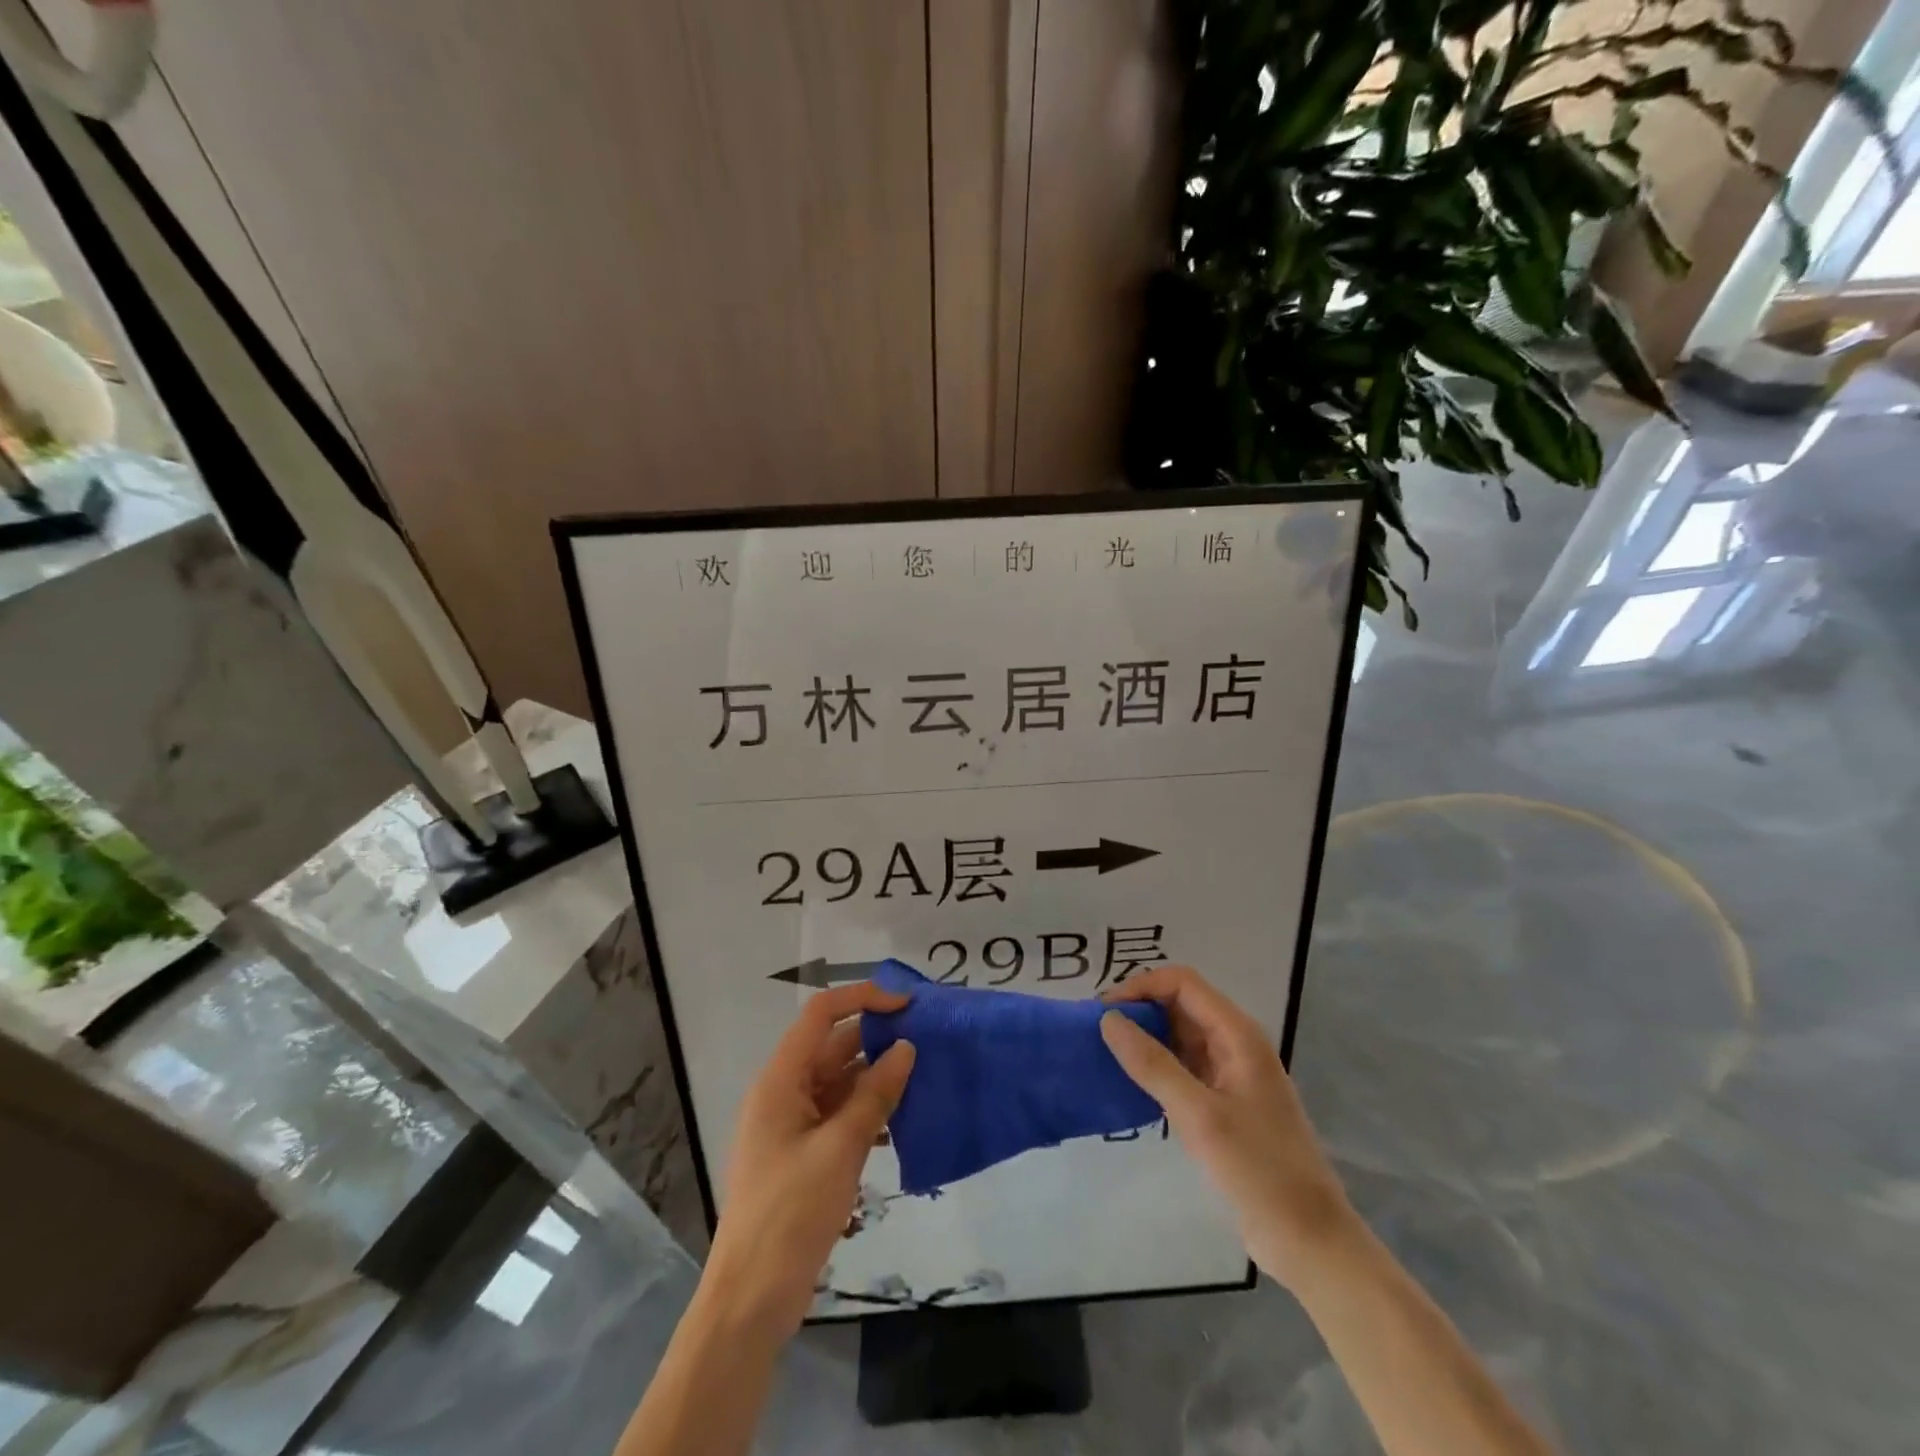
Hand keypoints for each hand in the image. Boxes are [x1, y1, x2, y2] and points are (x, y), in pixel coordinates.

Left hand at [704, 982, 916, 1335]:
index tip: (907, 1005)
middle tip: (926, 1040)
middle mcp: (784, 1092)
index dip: (862, 999)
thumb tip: (906, 1048)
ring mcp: (793, 1125)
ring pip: (840, 1081)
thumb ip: (875, 1095)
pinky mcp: (804, 1154)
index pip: (821, 1014)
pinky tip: (900, 1123)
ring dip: (876, 1077)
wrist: (751, 1299)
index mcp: (780, 1080)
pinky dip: (868, 1111)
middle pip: (833, 1046)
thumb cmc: (790, 1213)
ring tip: (923, 1077)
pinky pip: (839, 1114)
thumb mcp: (839, 1149)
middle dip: (877, 1038)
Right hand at [1101, 966, 1355, 1290]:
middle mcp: (1235, 1043)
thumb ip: (1152, 1064)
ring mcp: (1231, 1073)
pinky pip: (1183, 1067)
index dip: (1141, 987)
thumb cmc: (1259, 1171)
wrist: (1309, 1240)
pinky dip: (1156, 1067)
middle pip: (1180, 1005)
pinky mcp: (1224, 1102)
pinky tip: (1130, 1084)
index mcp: (1237, 1034)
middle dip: (1139, 1010)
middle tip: (1097, 1033)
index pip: (1182, 983)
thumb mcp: (1200, 1115)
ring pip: (1179, 1036)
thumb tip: (1108, 1019)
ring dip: (1144, 1038)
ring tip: (1105, 1055)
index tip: (1104, 1011)